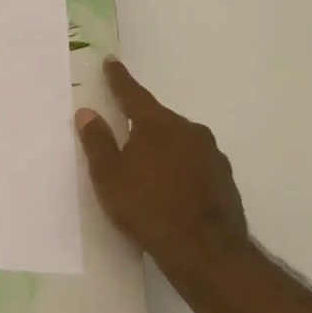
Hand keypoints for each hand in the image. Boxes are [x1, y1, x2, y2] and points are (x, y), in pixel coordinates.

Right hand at [76, 58, 249, 267]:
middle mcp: (189, 131)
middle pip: (158, 120)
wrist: (204, 249)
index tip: (112, 62)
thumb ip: (97, 141)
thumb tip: (87, 112)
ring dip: (161, 148)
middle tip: (123, 133)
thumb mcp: (109, 176)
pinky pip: (193, 164)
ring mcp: (211, 154)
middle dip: (140, 124)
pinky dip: (179, 169)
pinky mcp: (224, 179)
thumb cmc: (146, 207)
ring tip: (145, 170)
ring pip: (178, 142)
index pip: (133, 95)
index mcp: (158, 124)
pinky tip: (169, 190)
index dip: (119, 79)